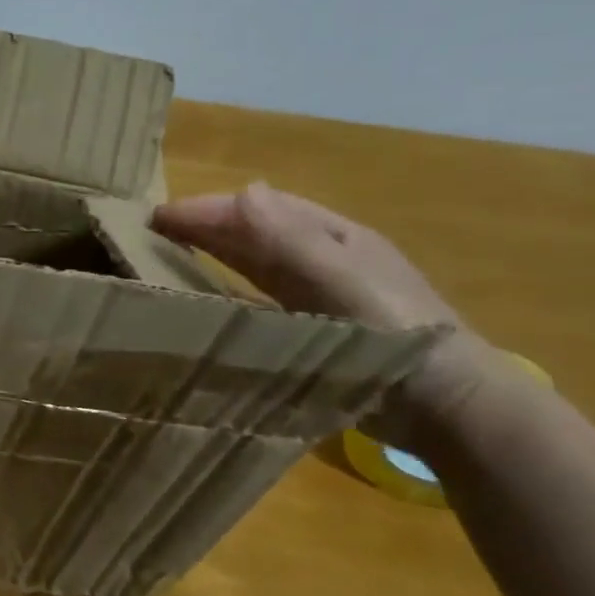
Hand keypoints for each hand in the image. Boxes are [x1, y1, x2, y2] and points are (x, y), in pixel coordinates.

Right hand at [151, 183, 504, 442]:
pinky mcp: (313, 330)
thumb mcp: (341, 280)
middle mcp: (323, 259)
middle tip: (148, 234)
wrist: (445, 403)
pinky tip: (207, 302)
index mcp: (333, 237)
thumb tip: (243, 192)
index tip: (154, 218)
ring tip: (165, 259)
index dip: (207, 209)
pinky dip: (229, 292)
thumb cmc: (394, 333)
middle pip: (254, 232)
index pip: (258, 209)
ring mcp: (319, 295)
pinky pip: (259, 299)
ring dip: (213, 255)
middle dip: (204, 226)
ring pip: (254, 264)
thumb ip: (292, 240)